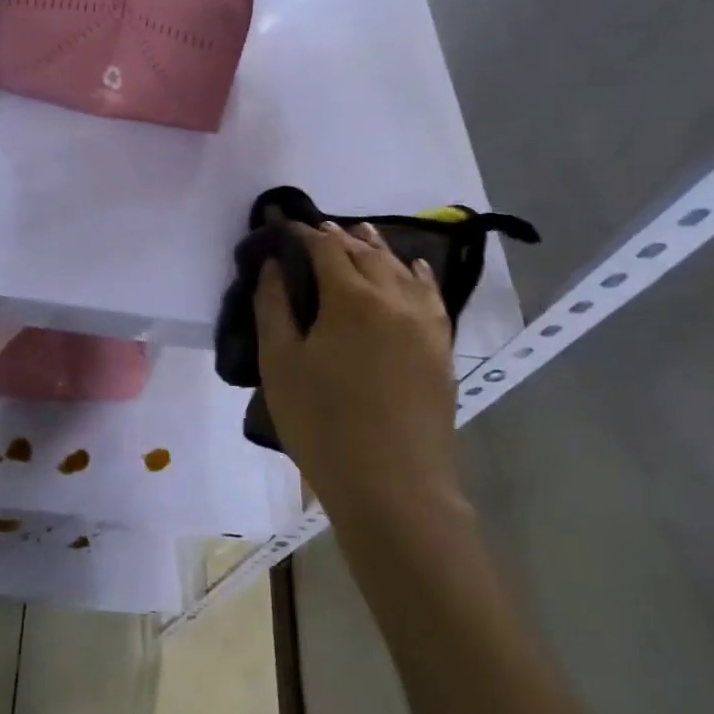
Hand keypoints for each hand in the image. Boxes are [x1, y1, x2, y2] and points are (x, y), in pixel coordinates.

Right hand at [254, 223, 464, 520]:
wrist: (393, 486)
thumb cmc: (323, 424)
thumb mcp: (280, 364)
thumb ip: (273, 307)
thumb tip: (272, 266)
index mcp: (351, 298)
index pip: (325, 248)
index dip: (303, 233)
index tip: (283, 227)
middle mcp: (394, 298)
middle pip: (365, 252)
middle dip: (338, 237)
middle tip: (315, 231)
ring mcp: (425, 323)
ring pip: (401, 269)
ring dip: (377, 248)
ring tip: (360, 233)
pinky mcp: (441, 348)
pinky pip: (431, 296)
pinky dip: (417, 274)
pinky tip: (414, 268)